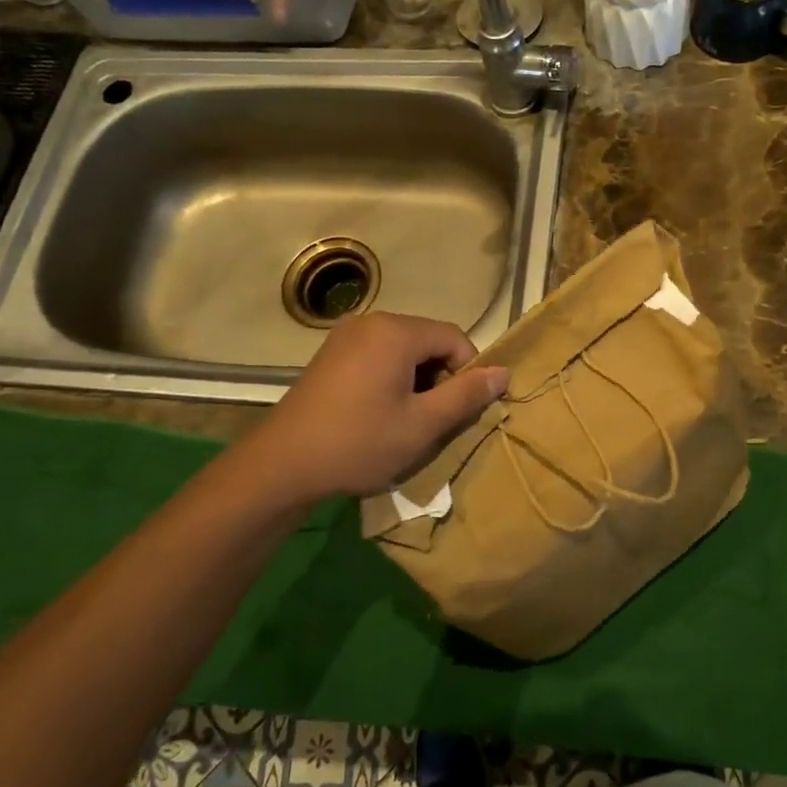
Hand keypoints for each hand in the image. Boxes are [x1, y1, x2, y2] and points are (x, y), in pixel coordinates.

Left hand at [248, 312, 508, 502]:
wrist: (283, 464)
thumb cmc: (359, 443)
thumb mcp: (422, 425)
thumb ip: (466, 395)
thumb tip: (503, 372)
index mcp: (395, 332)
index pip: (454, 337)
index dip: (469, 371)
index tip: (463, 409)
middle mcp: (371, 322)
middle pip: (428, 341)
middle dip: (441, 377)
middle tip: (434, 419)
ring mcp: (345, 336)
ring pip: (403, 350)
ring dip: (417, 381)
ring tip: (407, 420)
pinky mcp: (330, 354)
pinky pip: (378, 356)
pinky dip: (391, 379)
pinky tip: (380, 413)